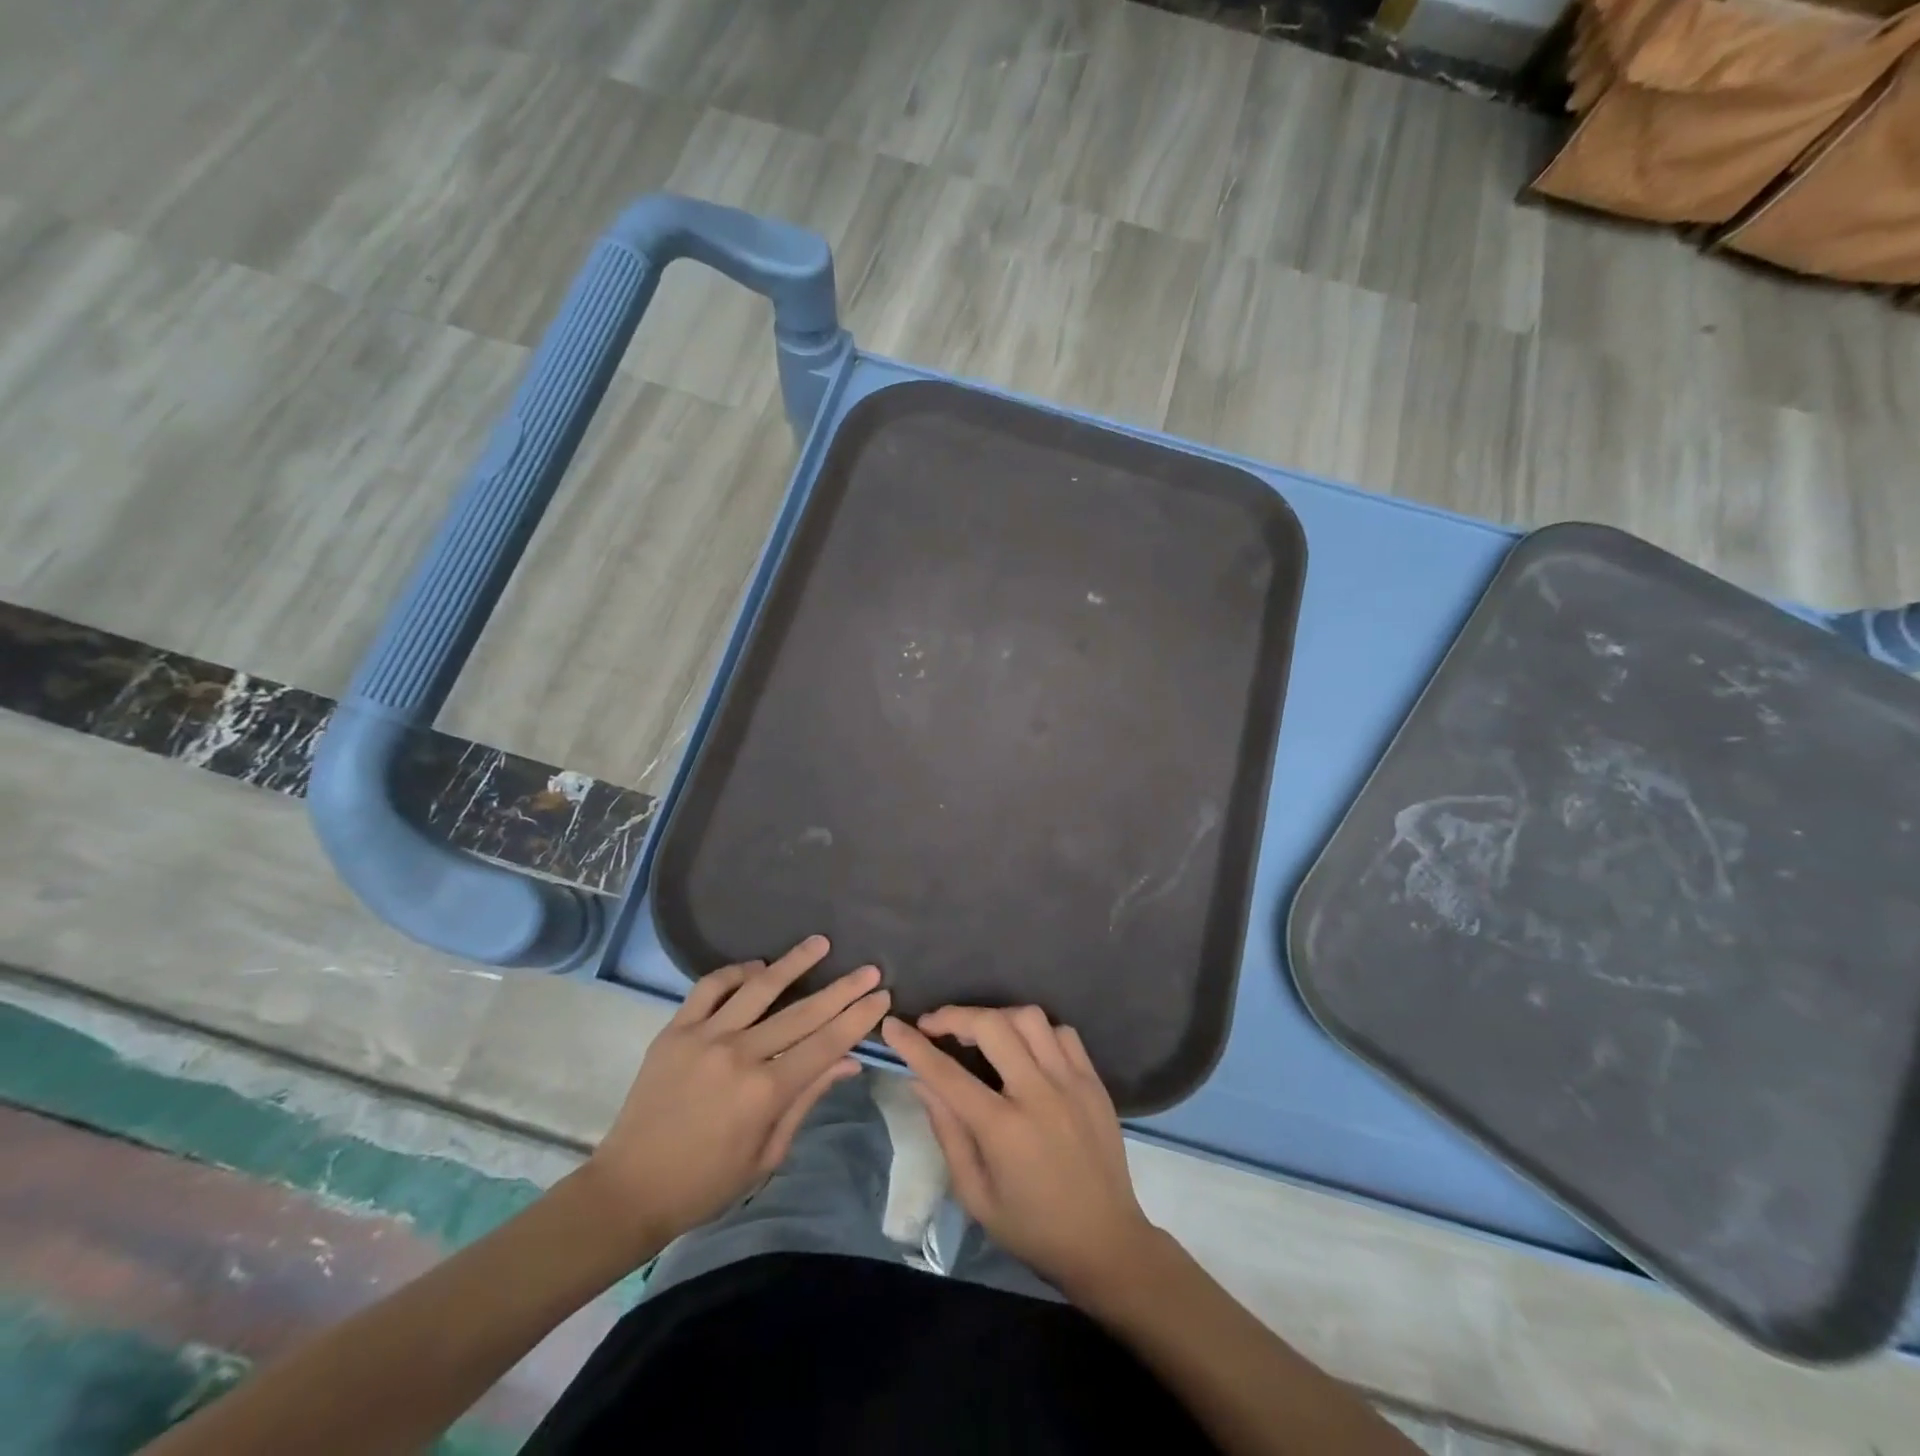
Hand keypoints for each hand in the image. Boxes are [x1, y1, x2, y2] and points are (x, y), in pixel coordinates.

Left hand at [583, 936, 889, 1255]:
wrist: (628, 1189)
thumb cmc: (706, 1183)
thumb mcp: (768, 1153)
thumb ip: (807, 1100)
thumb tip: (849, 1061)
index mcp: (765, 1092)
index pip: (826, 1044)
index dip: (858, 1019)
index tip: (881, 996)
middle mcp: (739, 1055)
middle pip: (803, 1013)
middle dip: (843, 989)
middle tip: (870, 968)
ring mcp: (704, 1037)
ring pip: (759, 988)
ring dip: (794, 963)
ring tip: (821, 942)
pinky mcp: (675, 1030)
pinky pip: (710, 988)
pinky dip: (736, 973)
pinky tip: (758, 967)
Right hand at [882, 1006, 1156, 1297]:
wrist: (1106, 1243)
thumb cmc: (1032, 1229)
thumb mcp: (976, 1196)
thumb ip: (947, 1133)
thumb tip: (921, 1082)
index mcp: (1004, 1129)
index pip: (948, 1074)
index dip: (914, 1046)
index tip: (893, 1026)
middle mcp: (1039, 1094)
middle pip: (992, 1026)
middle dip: (954, 1016)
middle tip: (934, 1025)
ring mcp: (1071, 1082)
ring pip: (1030, 1018)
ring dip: (997, 1018)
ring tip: (980, 1034)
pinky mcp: (1094, 1081)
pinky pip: (1063, 1033)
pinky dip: (1037, 1032)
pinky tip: (1024, 1049)